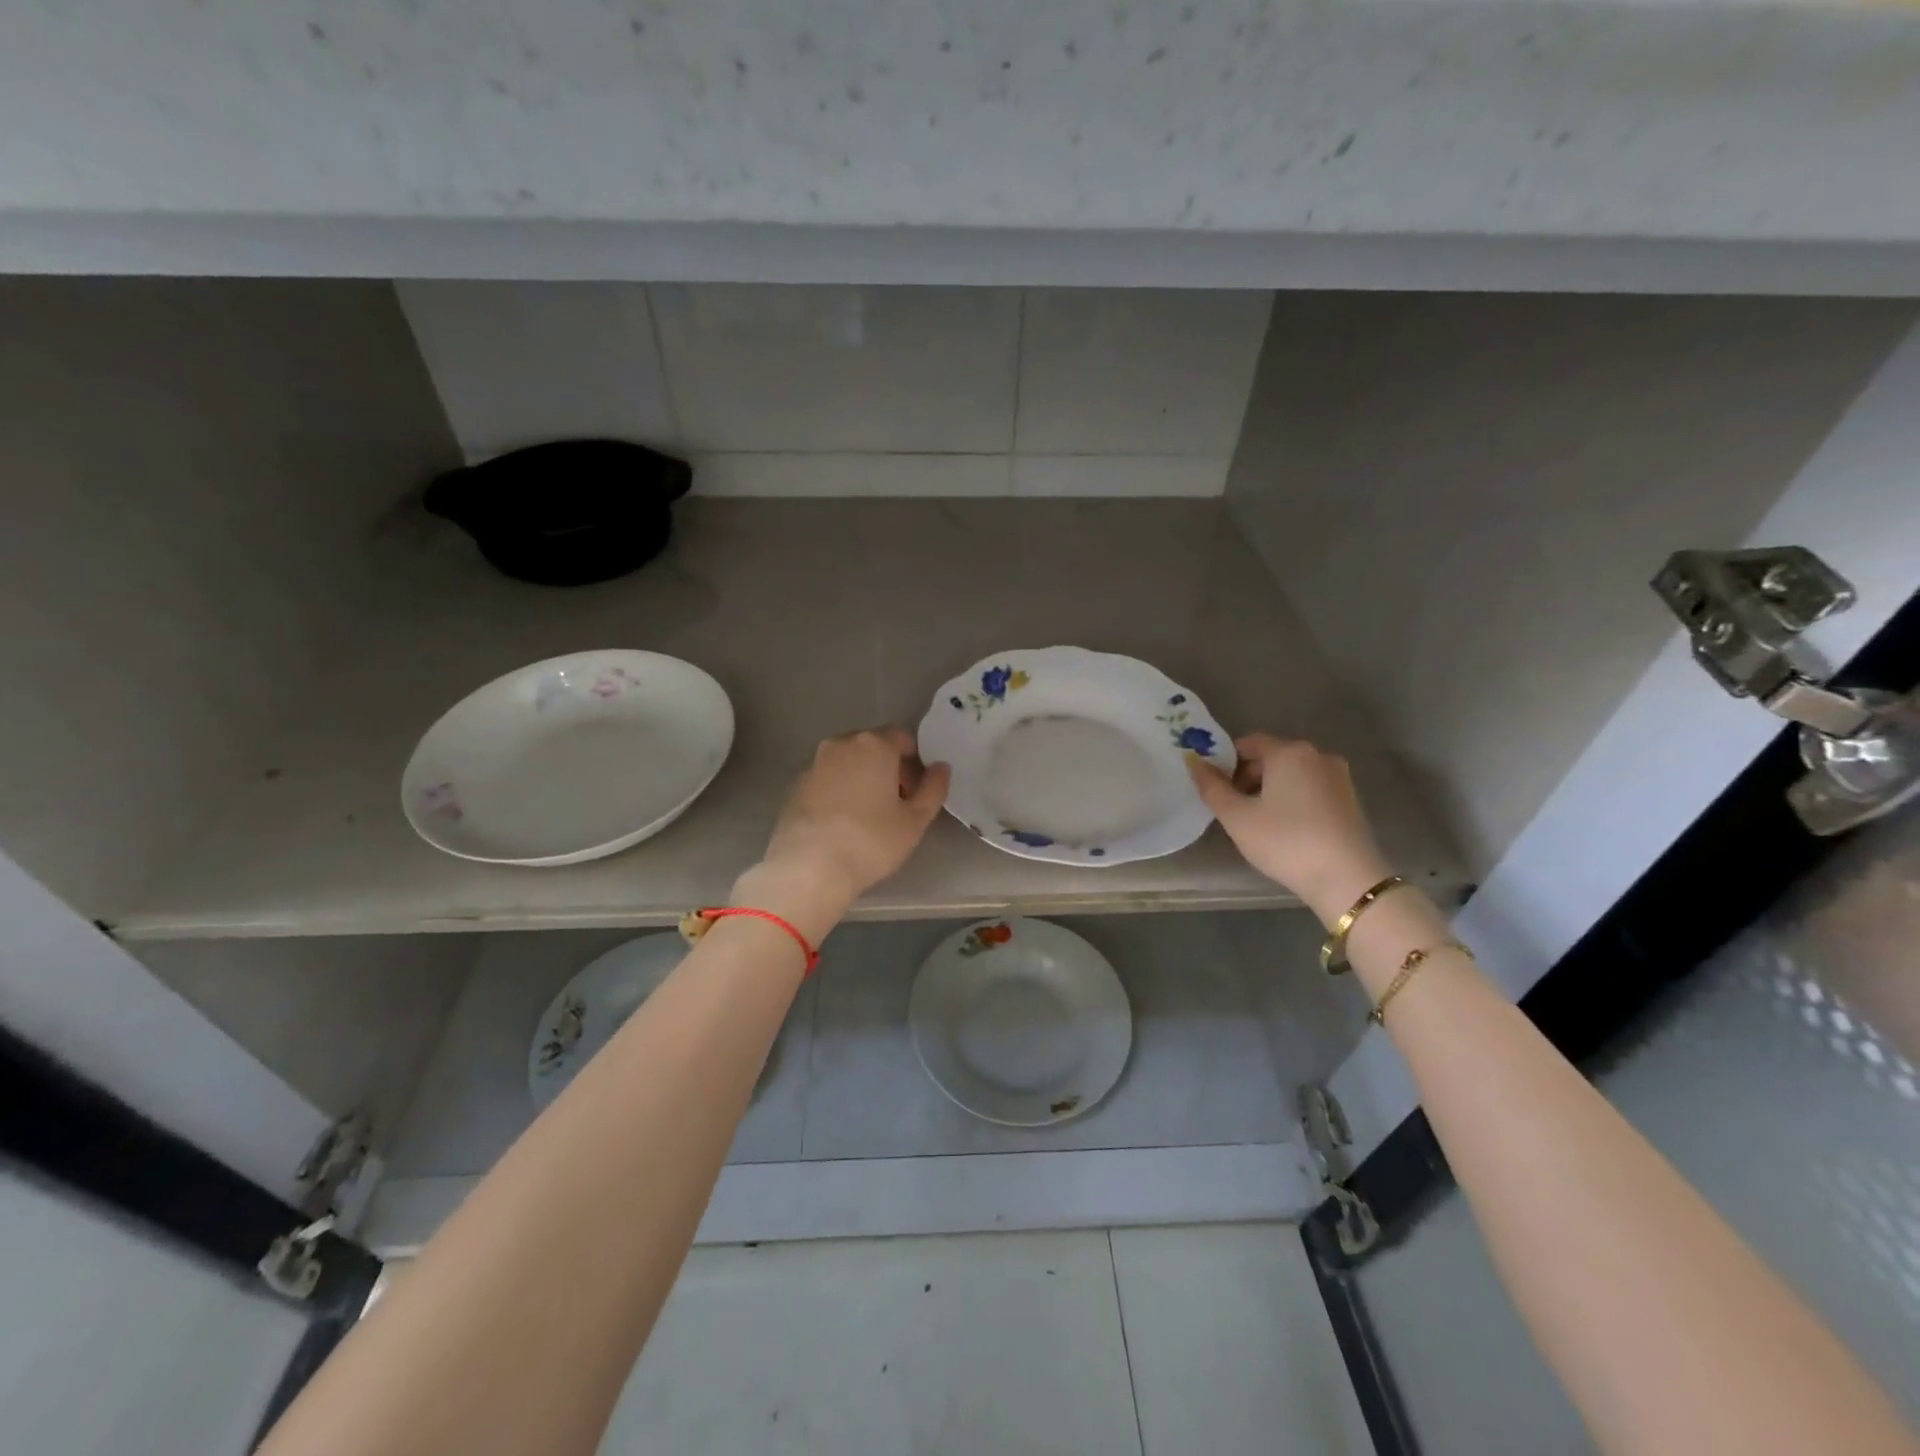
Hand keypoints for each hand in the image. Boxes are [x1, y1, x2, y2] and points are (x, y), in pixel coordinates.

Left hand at [741, 727, 950, 938]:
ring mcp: (814, 763)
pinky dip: (838, 791)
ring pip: (847, 762)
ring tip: (868, 816)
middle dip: (888, 768)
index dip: (913, 761)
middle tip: (896, 805)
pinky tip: (842, 823)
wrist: (808, 867)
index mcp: (874, 745)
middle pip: (873, 747)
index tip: (915, 791)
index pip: (901, 736)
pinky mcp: (795, 785)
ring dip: (862, 778)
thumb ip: (934, 788)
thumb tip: (941, 767)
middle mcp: (841, 744)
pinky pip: (827, 779)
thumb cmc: (870, 841)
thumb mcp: (915, 820)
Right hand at [1188, 734, 1390, 924]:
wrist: (1347, 879)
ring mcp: (1338, 776)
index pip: (1247, 743)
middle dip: (1247, 777)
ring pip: (1292, 774)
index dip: (1225, 762)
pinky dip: (1293, 799)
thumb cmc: (1285, 842)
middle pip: (1271, 757)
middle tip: (1235, 810)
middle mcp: (1317, 755)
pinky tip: (1287, 829)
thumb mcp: (1237, 817)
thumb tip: (1192, 760)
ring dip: (1270, 790)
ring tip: (1259, 823)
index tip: (1216, 790)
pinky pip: (1311, 788)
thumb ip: (1211, 786)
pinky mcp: (1350, 798)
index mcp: (1288, 752)